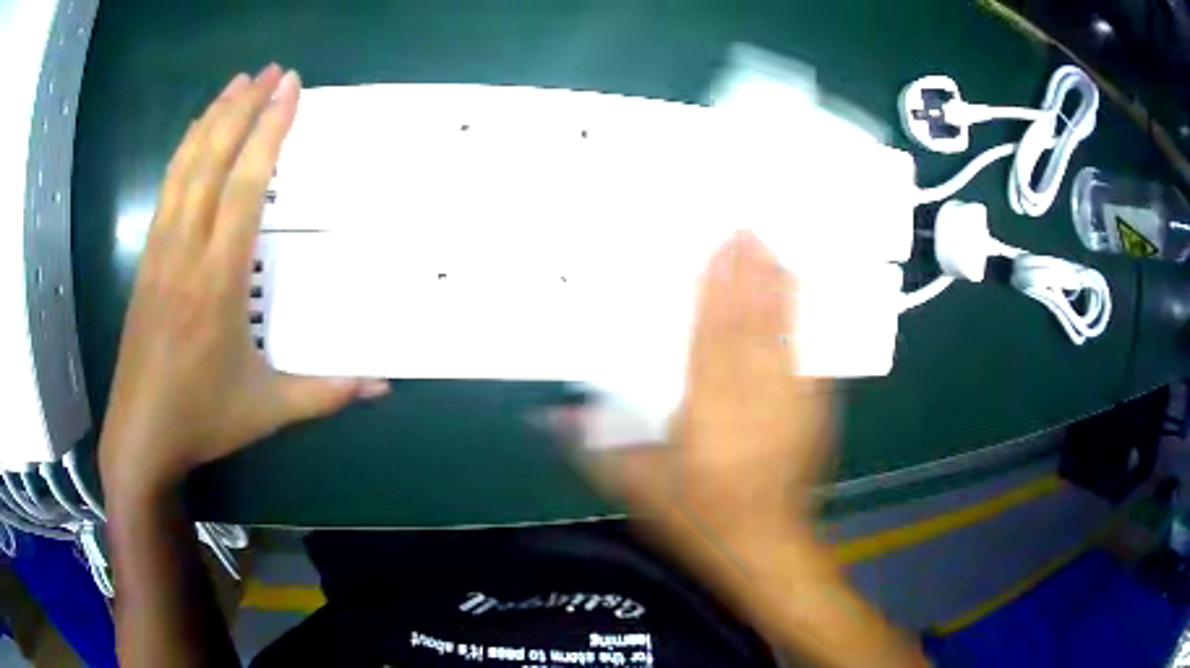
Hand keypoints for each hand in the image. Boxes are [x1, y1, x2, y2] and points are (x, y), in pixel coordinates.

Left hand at [98, 66, 386, 499]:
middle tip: (270, 70)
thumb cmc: (202, 418)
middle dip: (242, 108)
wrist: (140, 435)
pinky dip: (183, 151)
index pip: (245, 186)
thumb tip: (383, 387)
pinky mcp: (146, 259)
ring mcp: (160, 251)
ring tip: (236, 83)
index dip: (269, 132)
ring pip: (184, 167)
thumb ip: (325, 393)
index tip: (290, 89)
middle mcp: (186, 251)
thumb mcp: (268, 410)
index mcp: (218, 280)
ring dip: (211, 119)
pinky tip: (195, 133)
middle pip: (212, 160)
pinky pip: (166, 189)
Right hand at [583, 231, 831, 569]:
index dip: (716, 293)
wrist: (763, 546)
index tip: (718, 253)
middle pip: (751, 329)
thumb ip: (596, 449)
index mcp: (707, 418)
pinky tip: (801, 296)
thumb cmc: (697, 519)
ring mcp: (790, 407)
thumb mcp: (637, 490)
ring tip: (772, 249)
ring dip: (778, 290)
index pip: (711, 342)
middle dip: (749, 276)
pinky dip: (803, 323)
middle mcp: (752, 404)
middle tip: (747, 231)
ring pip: (783, 337)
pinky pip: (809, 360)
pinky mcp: (813, 415)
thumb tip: (553, 416)